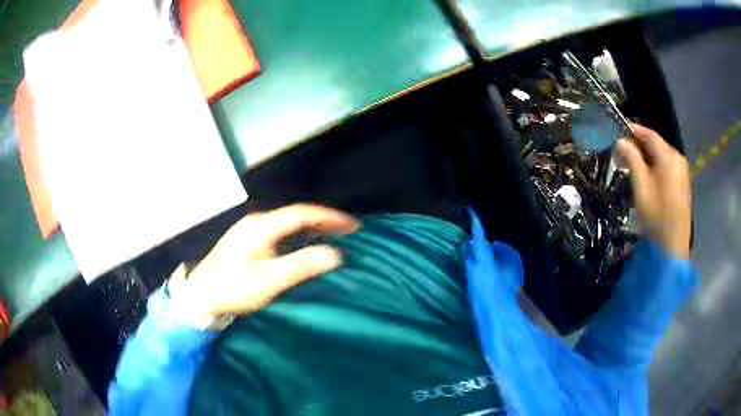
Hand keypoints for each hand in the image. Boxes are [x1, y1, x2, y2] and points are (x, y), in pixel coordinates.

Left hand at [174, 204, 359, 315]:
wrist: (201, 296)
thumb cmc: (233, 289)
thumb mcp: (268, 281)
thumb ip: (301, 266)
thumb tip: (334, 254)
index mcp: (261, 227)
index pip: (301, 214)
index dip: (328, 217)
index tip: (352, 225)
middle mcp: (257, 223)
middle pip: (295, 216)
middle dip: (323, 221)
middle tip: (348, 230)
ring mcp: (251, 231)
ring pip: (288, 224)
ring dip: (311, 228)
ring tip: (334, 235)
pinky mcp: (248, 242)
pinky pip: (280, 232)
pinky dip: (299, 235)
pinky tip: (306, 244)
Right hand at [615, 124, 691, 258]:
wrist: (673, 245)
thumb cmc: (657, 216)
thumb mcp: (641, 187)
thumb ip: (632, 160)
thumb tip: (621, 141)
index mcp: (669, 156)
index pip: (648, 134)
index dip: (633, 129)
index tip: (618, 129)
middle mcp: (677, 158)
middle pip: (656, 144)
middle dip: (639, 145)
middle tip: (622, 150)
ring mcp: (682, 170)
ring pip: (661, 155)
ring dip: (646, 156)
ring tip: (632, 163)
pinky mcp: (683, 182)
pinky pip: (667, 166)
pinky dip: (655, 165)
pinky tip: (647, 175)